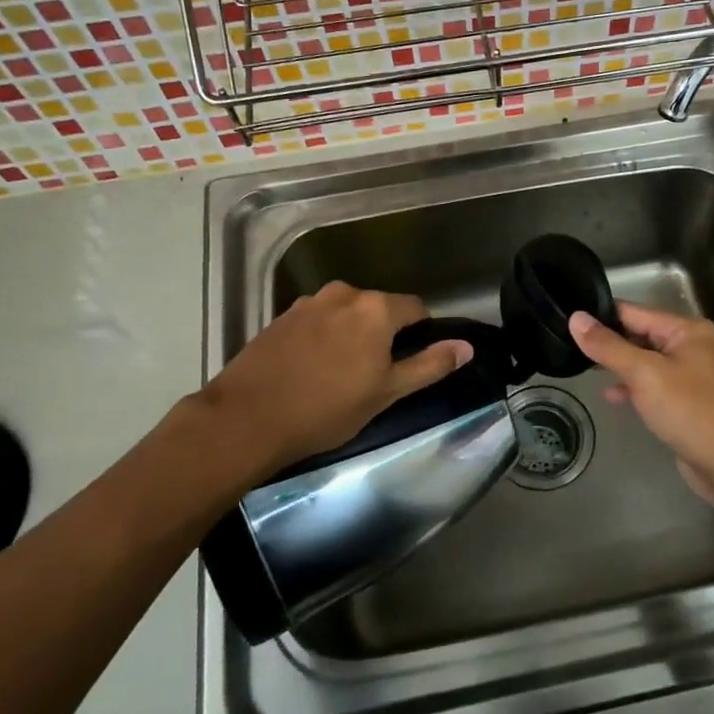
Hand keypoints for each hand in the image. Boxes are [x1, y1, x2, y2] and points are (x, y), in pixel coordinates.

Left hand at [194, 282, 472, 475]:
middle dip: (384, 334)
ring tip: (341, 373)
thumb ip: (430, 365)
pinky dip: (324, 338)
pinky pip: (318, 321)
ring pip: (346, 314)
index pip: (415, 308)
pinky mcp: (282, 317)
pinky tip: (312, 369)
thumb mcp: (387, 392)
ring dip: (352, 335)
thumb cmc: (327, 408)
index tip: (412, 362)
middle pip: (378, 309)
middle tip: (376, 374)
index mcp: (375, 309)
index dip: (420, 333)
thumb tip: (466, 347)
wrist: (247, 419)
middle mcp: (344, 294)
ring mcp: (308, 303)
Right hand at [568, 301, 713, 514]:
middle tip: (567, 345)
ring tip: (581, 368)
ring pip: (645, 362)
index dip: (601, 314)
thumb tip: (576, 318)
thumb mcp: (644, 374)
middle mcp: (692, 346)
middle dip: (608, 341)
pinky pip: (654, 386)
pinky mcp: (688, 402)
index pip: (634, 311)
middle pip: (640, 334)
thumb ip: (608, 346)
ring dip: (618, 366)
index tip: (566, 318)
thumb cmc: (690, 411)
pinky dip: (633, 388)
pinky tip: (611, 397)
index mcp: (687, 330)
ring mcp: (692, 375)